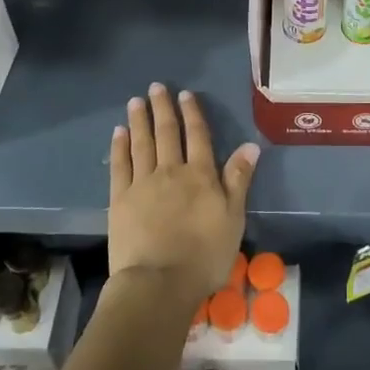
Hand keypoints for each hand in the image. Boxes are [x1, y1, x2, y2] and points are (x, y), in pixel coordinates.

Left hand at [108, 83, 257, 302]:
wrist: (159, 282)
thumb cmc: (204, 255)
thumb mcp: (233, 218)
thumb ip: (239, 179)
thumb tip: (250, 145)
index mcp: (201, 175)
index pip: (197, 136)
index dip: (192, 113)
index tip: (185, 94)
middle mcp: (171, 171)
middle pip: (167, 133)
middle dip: (163, 108)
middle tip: (156, 87)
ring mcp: (143, 184)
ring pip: (142, 143)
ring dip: (140, 120)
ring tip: (136, 100)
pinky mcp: (120, 200)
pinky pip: (120, 166)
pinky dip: (119, 147)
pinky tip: (118, 132)